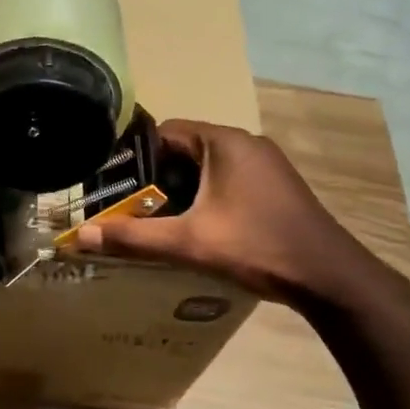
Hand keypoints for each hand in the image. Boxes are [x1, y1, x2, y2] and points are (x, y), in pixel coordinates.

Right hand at [72, 119, 368, 301]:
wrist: (328, 276)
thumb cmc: (255, 246)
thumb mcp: (188, 242)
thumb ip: (133, 237)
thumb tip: (81, 236)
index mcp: (224, 142)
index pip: (165, 131)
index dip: (135, 155)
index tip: (112, 181)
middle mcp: (246, 143)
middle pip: (184, 150)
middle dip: (156, 177)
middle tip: (128, 205)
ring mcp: (265, 165)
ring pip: (207, 168)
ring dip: (181, 190)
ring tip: (155, 219)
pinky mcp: (275, 186)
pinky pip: (227, 180)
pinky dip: (205, 197)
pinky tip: (196, 227)